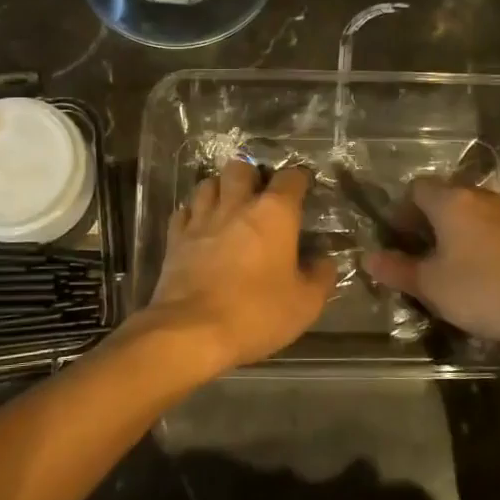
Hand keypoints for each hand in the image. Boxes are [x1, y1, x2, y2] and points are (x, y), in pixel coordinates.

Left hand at [136, 162, 336, 374]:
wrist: (192, 331)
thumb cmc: (256, 313)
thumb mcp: (305, 304)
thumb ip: (321, 276)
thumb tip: (324, 260)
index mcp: (274, 213)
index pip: (290, 178)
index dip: (299, 179)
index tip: (304, 189)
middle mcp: (236, 205)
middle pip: (240, 168)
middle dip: (252, 176)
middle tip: (259, 196)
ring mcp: (201, 219)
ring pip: (208, 184)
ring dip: (220, 189)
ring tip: (228, 207)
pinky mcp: (176, 238)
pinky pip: (184, 211)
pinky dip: (194, 213)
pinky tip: (200, 227)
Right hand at [363, 179, 499, 362]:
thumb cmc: (483, 292)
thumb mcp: (431, 286)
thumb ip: (397, 269)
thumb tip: (368, 258)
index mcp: (452, 201)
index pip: (416, 188)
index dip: (402, 211)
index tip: (399, 239)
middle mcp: (482, 197)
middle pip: (446, 197)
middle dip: (430, 221)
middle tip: (423, 255)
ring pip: (474, 213)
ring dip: (460, 232)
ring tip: (455, 266)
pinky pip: (499, 228)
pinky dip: (486, 242)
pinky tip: (489, 274)